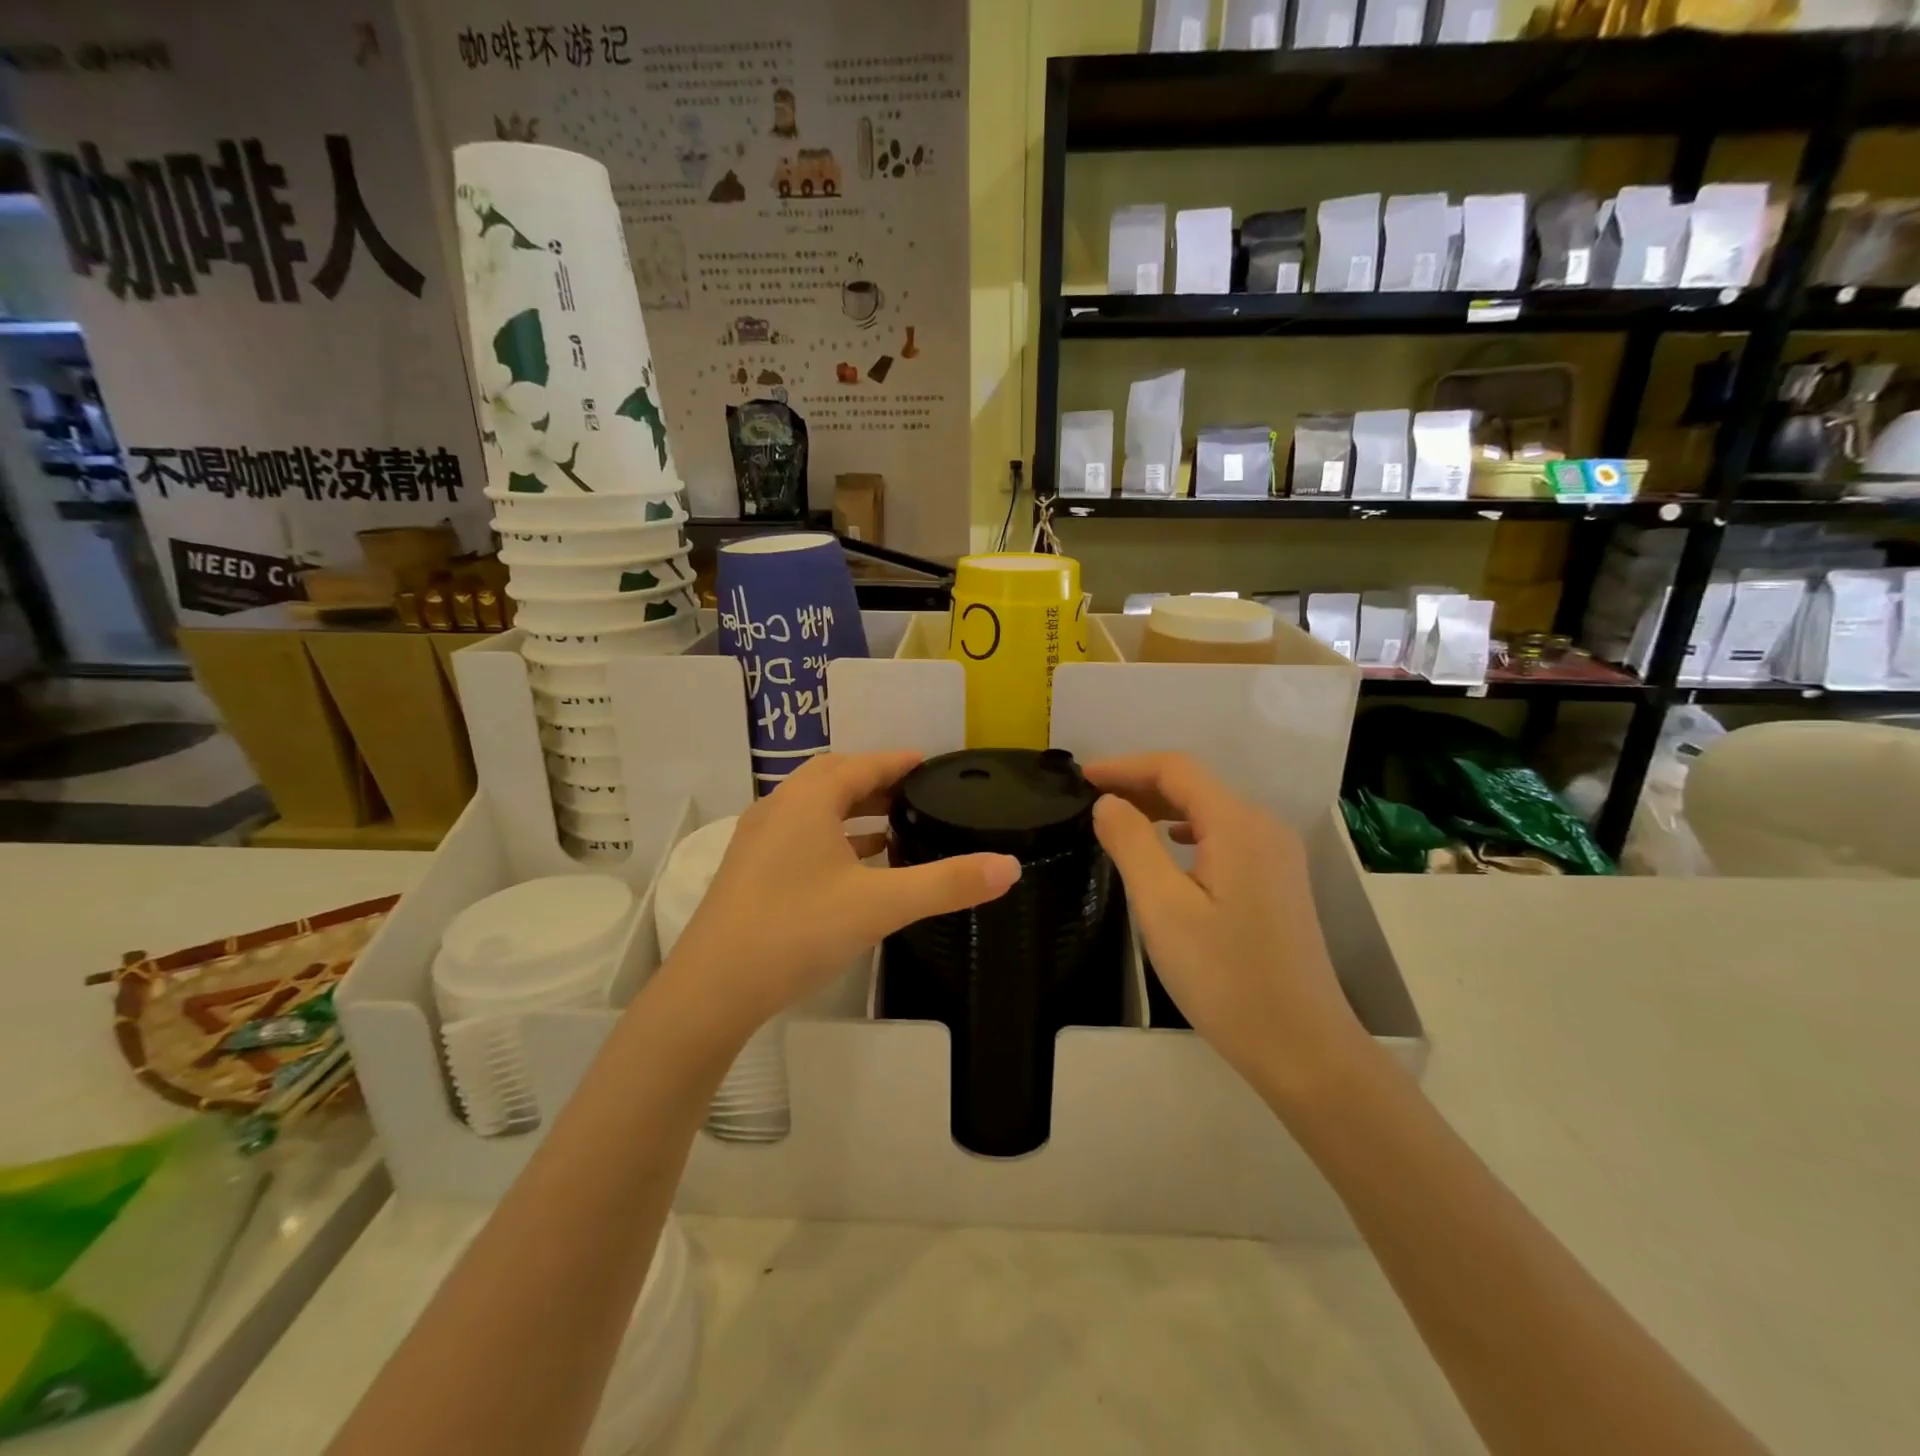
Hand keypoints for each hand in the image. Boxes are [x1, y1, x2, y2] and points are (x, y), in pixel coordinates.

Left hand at [658, 751, 1020, 1047]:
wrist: (711, 990)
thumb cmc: (797, 931)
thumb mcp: (881, 905)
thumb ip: (946, 883)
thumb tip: (1009, 867)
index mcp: (808, 800)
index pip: (863, 764)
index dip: (899, 761)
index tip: (932, 764)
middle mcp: (779, 807)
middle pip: (835, 779)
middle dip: (877, 781)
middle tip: (917, 794)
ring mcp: (759, 839)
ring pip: (815, 809)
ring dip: (854, 810)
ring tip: (895, 827)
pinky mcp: (750, 870)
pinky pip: (802, 835)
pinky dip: (834, 838)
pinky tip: (855, 867)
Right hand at [1085, 753, 1371, 1104]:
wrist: (1300, 1046)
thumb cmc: (1224, 976)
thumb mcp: (1162, 908)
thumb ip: (1131, 844)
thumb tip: (1108, 802)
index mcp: (1238, 824)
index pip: (1176, 769)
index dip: (1126, 766)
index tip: (1082, 778)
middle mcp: (1263, 827)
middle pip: (1195, 785)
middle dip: (1141, 784)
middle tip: (1092, 800)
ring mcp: (1277, 855)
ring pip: (1210, 810)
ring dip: (1163, 807)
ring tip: (1120, 819)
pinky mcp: (1278, 881)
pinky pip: (1225, 835)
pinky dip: (1187, 830)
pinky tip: (1170, 846)